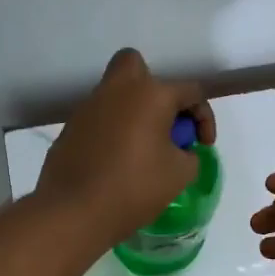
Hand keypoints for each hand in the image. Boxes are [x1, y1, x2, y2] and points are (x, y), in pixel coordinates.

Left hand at [36, 49, 215, 245]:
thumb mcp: (180, 174)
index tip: (202, 146)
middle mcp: (117, 90)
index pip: (190, 91)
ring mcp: (88, 107)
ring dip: (131, 111)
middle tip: (162, 119)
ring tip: (141, 148)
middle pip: (135, 64)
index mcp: (151, 95)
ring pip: (114, 93)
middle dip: (153, 86)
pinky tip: (115, 161)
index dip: (204, 118)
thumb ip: (188, 154)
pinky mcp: (70, 128)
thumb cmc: (135, 187)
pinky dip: (110, 131)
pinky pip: (97, 119)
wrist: (74, 211)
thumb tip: (179, 149)